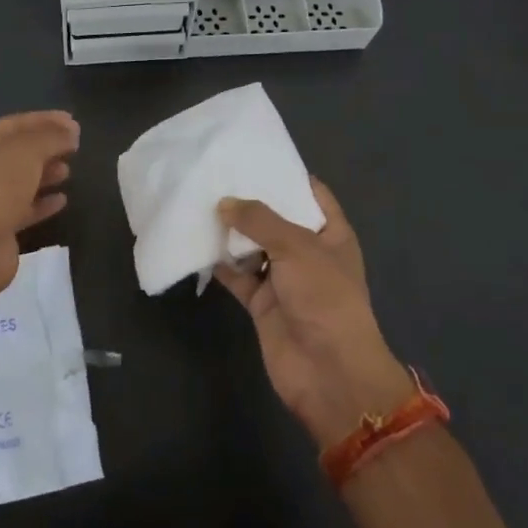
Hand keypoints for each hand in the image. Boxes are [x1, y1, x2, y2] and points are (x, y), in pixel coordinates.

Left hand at [0, 111, 78, 305]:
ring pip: (23, 179)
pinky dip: (44, 202)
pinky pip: (26, 208)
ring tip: (68, 170)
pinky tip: (62, 200)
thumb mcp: (26, 152)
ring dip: (46, 172)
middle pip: (19, 151)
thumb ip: (50, 138)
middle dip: (47, 146)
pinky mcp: (1, 226)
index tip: (73, 121)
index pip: (16, 123)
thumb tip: (70, 133)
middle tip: (75, 145)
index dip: (44, 119)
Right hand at [214, 180, 412, 447]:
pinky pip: (238, 276)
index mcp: (331, 234)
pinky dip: (221, 264)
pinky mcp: (262, 303)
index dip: (288, 175)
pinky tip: (196, 244)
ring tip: (199, 201)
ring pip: (253, 247)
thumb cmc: (324, 297)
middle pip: (277, 219)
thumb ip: (259, 220)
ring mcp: (284, 279)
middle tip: (216, 175)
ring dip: (231, 232)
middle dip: (250, 201)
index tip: (256, 156)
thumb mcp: (296, 247)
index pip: (312, 194)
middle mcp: (308, 253)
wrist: (328, 371)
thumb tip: (224, 203)